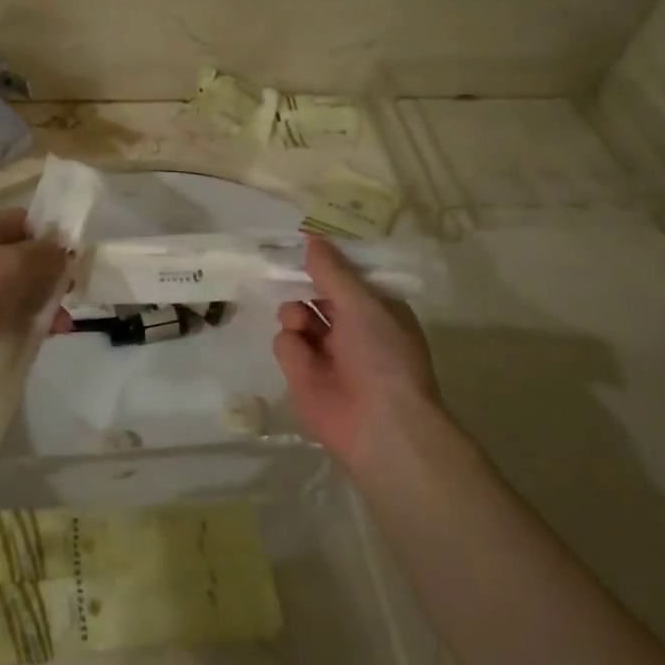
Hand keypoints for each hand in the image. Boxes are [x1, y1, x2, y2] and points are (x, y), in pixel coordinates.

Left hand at [0, 208, 69, 387]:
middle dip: (51, 275)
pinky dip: (25, 322)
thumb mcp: (15, 264)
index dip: (52, 235)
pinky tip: (43, 337)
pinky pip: (5, 314)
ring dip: (42, 303)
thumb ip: (45, 254)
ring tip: (63, 325)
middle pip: (24, 257)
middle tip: (73, 293)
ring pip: (17, 289)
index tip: (76, 257)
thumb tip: (63, 252)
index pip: (26, 221)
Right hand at [273, 237, 443, 473]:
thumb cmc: (383, 356)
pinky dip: (291, 343)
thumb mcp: (362, 304)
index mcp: (378, 309)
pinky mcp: (302, 374)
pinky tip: (301, 350)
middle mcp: (353, 328)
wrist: (380, 427)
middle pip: (318, 293)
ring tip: (300, 320)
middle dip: (302, 281)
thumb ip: (332, 271)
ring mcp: (326, 352)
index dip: (328, 259)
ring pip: (297, 313)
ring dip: (295, 310)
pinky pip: (286, 343)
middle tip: (282, 263)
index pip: (349, 276)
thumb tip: (311, 238)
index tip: (306, 241)